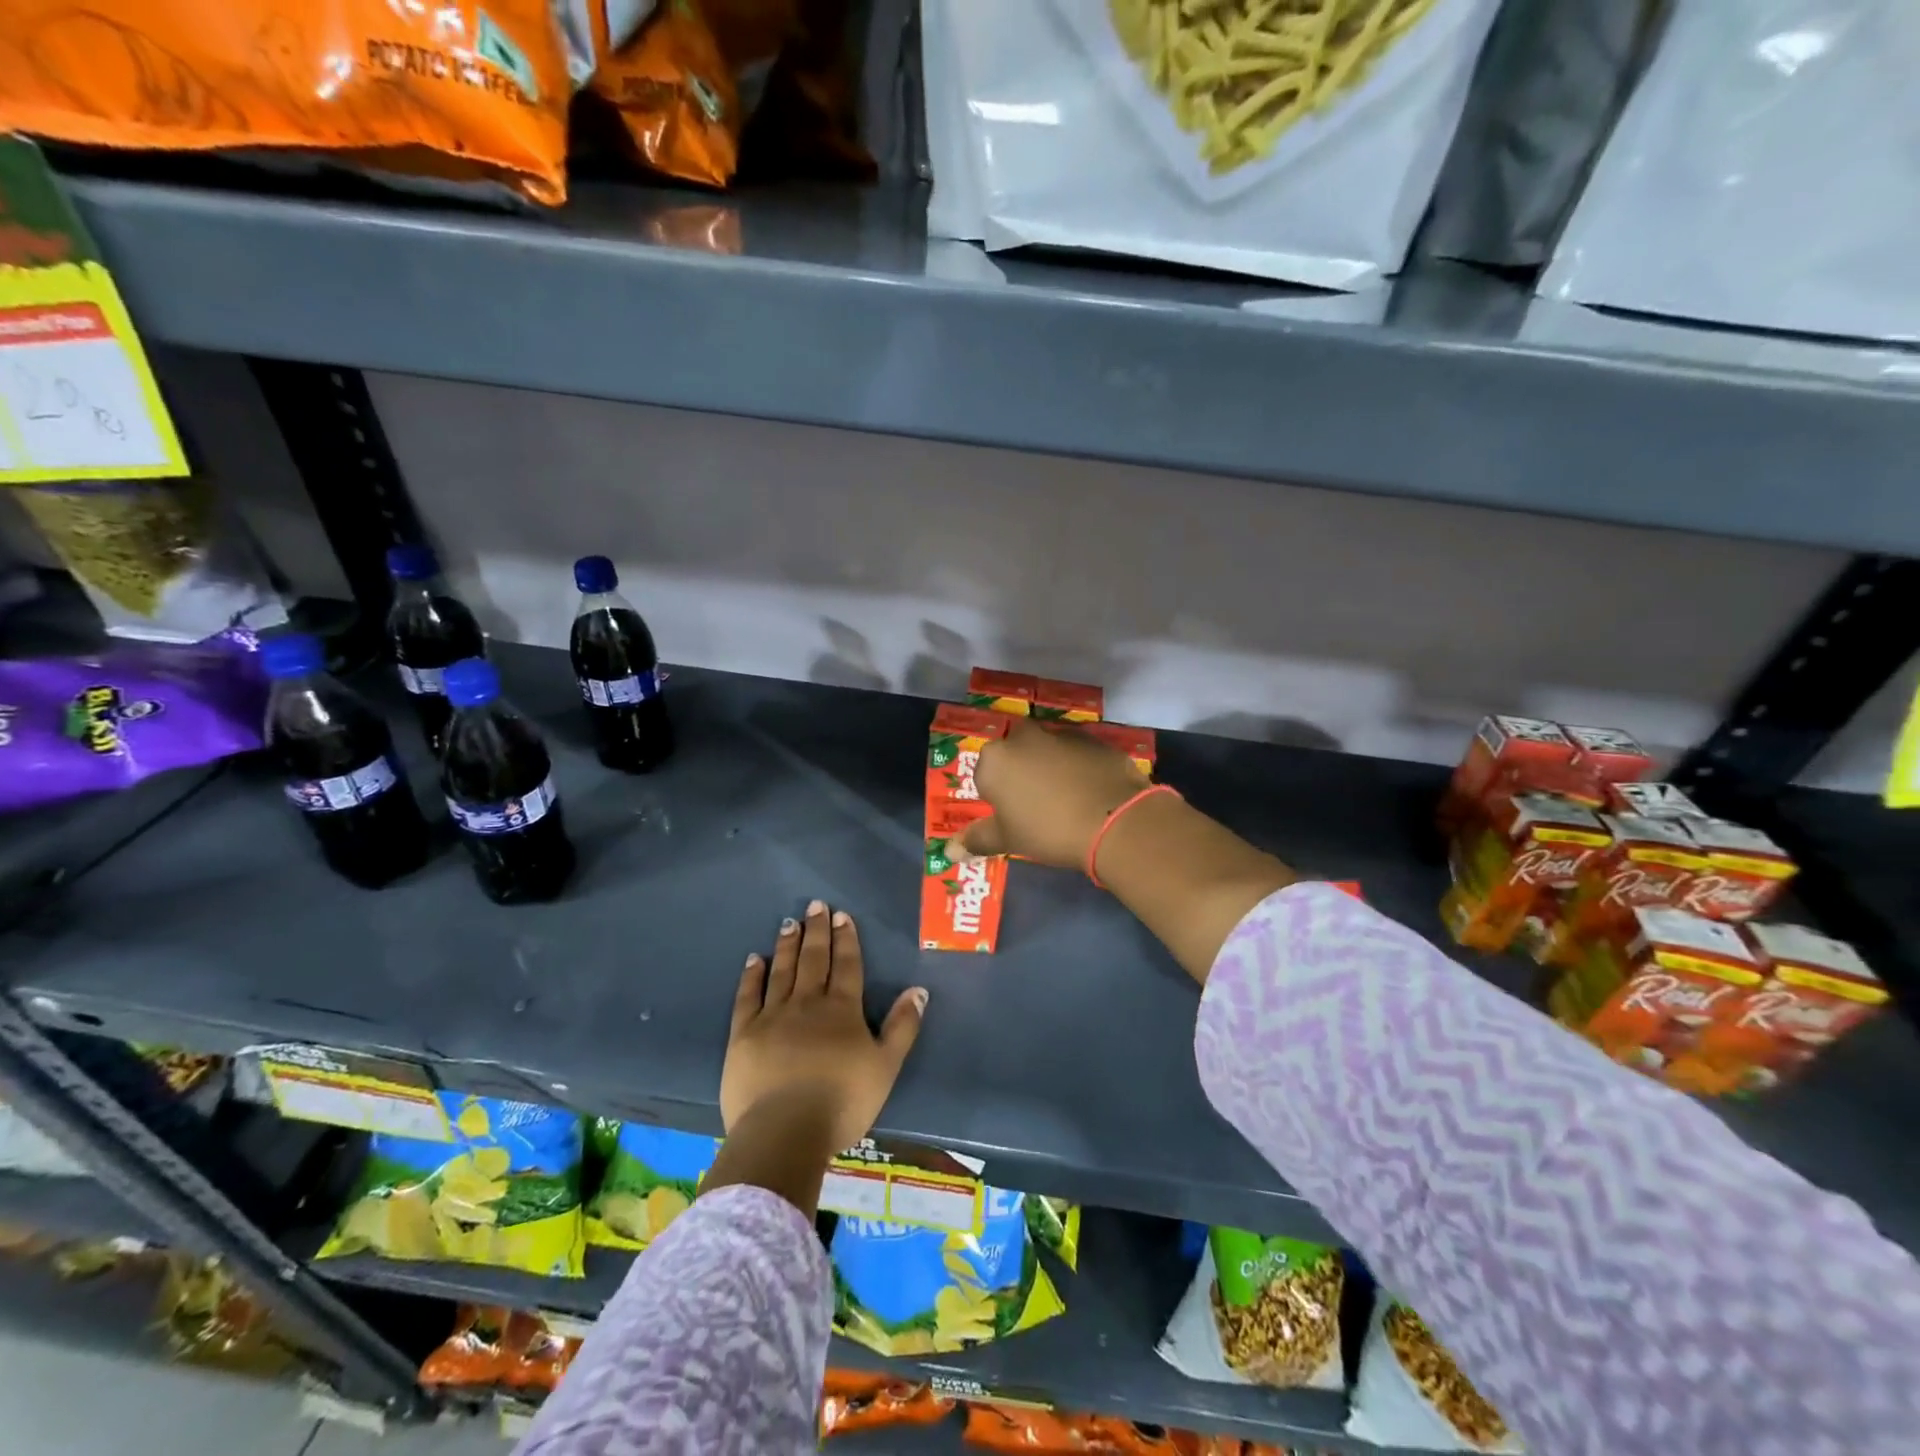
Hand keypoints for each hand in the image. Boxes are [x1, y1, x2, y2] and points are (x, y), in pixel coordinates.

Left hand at [721, 900, 927, 1153]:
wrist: (785, 1132)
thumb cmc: (842, 1102)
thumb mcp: (886, 1067)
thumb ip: (903, 1027)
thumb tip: (919, 990)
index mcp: (842, 1009)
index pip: (846, 965)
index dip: (845, 939)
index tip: (841, 915)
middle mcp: (808, 1003)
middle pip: (813, 959)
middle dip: (816, 931)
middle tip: (815, 905)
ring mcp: (773, 1016)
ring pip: (782, 971)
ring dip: (787, 945)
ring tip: (790, 923)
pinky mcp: (743, 1034)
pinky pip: (748, 996)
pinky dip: (752, 975)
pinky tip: (754, 959)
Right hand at [954, 719, 1149, 867]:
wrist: (1113, 820)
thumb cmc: (1047, 830)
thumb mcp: (1008, 840)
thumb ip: (977, 840)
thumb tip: (949, 851)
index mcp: (995, 759)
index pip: (984, 773)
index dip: (997, 795)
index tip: (1012, 815)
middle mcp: (1024, 737)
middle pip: (1015, 752)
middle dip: (1022, 771)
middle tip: (1036, 804)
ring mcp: (1062, 733)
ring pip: (1047, 749)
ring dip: (1051, 766)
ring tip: (1067, 799)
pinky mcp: (1094, 739)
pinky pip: (1078, 752)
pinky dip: (1080, 766)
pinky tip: (1091, 791)